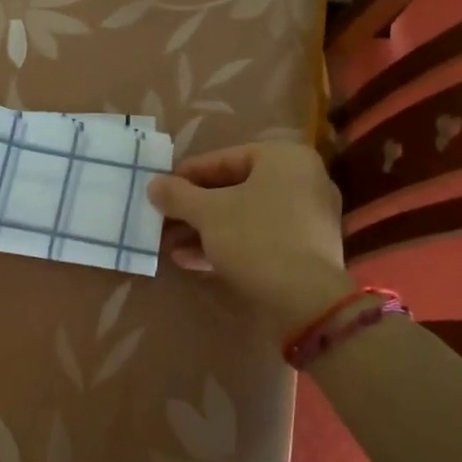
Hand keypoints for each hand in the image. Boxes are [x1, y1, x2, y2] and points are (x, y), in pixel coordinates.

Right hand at [147, 142, 349, 333]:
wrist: (306, 302)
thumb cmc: (256, 238)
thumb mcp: (208, 213)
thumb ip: (178, 195)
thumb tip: (154, 184)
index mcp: (285, 159)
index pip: (225, 158)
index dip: (188, 174)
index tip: (161, 188)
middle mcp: (302, 181)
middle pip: (235, 188)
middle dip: (195, 208)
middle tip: (163, 218)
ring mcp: (307, 218)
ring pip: (245, 216)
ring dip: (205, 229)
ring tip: (169, 244)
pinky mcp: (305, 252)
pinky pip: (259, 238)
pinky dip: (227, 245)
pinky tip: (190, 261)